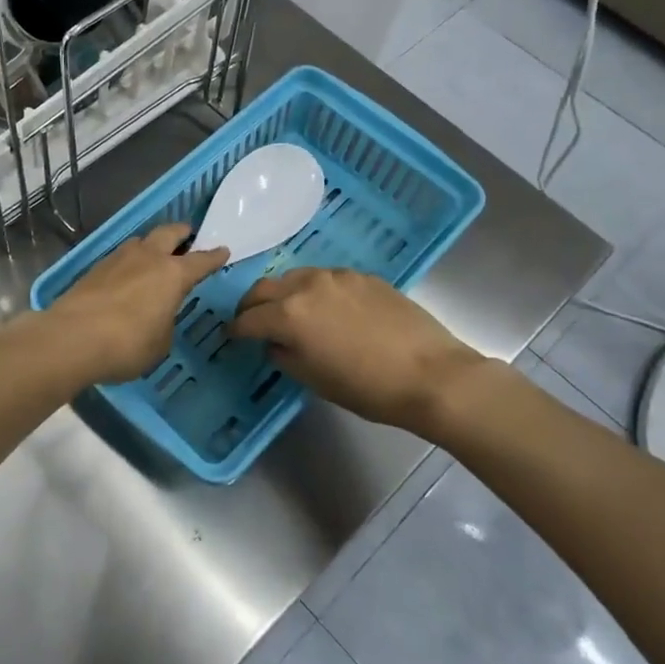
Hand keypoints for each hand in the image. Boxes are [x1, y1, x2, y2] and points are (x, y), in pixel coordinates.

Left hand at [49, 225, 230, 384]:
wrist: (72, 338)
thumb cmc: (127, 344)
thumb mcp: (160, 343)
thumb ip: (165, 323)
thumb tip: (157, 316)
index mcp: (172, 274)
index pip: (201, 261)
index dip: (214, 256)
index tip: (223, 250)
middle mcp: (147, 258)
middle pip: (168, 233)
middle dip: (181, 233)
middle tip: (188, 235)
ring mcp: (117, 259)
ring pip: (140, 241)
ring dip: (151, 244)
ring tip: (154, 255)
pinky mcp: (94, 268)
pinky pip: (119, 257)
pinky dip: (129, 262)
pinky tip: (126, 275)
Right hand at [231, 268, 495, 429]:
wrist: (431, 374)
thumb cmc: (367, 387)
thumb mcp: (313, 380)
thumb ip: (284, 356)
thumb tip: (276, 343)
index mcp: (288, 314)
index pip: (248, 319)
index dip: (237, 330)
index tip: (234, 337)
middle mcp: (306, 285)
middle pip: (264, 288)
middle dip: (253, 305)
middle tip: (253, 321)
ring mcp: (336, 276)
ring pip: (295, 277)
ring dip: (284, 293)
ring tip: (291, 313)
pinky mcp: (362, 276)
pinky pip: (325, 278)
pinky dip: (315, 291)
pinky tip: (328, 310)